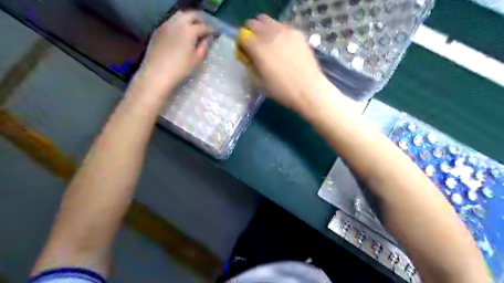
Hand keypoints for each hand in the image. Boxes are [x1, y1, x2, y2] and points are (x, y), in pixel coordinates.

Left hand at [137, 10, 213, 92]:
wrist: (157, 74)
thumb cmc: (180, 69)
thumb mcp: (196, 59)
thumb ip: (204, 47)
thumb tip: (207, 39)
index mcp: (189, 30)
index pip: (203, 26)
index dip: (211, 30)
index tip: (216, 34)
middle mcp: (177, 23)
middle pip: (191, 15)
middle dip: (200, 20)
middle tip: (205, 29)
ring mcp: (166, 25)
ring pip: (179, 16)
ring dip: (188, 20)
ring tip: (193, 29)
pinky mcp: (158, 31)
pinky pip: (171, 21)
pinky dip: (179, 23)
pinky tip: (181, 33)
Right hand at [240, 14, 337, 115]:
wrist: (308, 89)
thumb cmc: (281, 90)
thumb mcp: (259, 82)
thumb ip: (250, 66)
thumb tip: (248, 57)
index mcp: (258, 49)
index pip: (242, 37)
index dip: (241, 44)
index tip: (244, 53)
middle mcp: (270, 35)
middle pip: (252, 23)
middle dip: (250, 33)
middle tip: (254, 46)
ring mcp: (285, 31)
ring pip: (267, 20)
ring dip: (263, 29)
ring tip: (268, 43)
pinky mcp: (297, 32)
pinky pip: (282, 26)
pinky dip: (277, 31)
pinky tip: (282, 45)